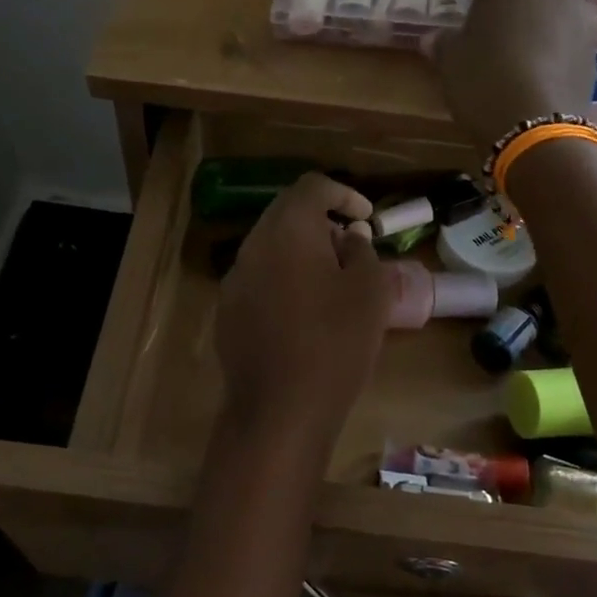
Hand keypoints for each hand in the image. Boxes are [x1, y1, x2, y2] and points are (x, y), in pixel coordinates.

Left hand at [216, 174, 391, 450]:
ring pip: (270, 249)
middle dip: (321, 223)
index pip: (312, 187)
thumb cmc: (335, 343)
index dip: (343, 194)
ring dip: (301, 253)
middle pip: (286, 215)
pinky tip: (303, 314)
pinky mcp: (227, 314)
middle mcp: (252, 247)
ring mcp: (234, 282)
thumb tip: (347, 237)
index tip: (366, 218)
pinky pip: (259, 280)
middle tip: (351, 248)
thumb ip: (361, 251)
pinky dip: (283, 281)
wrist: (280, 409)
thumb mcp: (369, 291)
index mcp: (286, 230)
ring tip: (331, 283)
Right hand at [432, 0, 596, 146]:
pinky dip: (557, 43)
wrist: (534, 123)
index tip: (474, 1)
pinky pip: (570, 32)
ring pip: (556, 1)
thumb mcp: (449, 59)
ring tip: (519, 51)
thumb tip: (435, 38)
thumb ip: (443, 40)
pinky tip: (538, 72)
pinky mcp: (596, 41)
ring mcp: (581, 7)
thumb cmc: (482, 76)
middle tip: (495, 25)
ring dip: (540, 17)